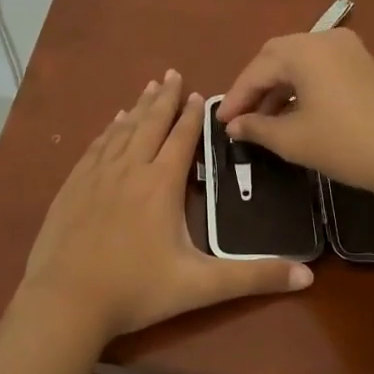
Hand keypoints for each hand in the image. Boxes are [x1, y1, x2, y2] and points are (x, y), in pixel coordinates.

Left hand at [21, 71, 312, 340]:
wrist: (66, 300)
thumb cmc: (136, 290)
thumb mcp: (200, 286)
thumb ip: (253, 278)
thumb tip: (308, 277)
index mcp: (160, 184)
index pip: (181, 139)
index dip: (193, 116)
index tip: (200, 93)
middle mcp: (129, 169)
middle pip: (150, 124)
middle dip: (165, 98)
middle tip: (173, 73)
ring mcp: (96, 175)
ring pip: (122, 130)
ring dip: (139, 107)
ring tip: (149, 87)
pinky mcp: (73, 186)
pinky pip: (96, 147)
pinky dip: (109, 129)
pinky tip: (112, 123)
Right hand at [216, 29, 373, 195]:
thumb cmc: (346, 144)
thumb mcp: (293, 139)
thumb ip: (257, 128)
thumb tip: (234, 126)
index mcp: (303, 50)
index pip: (257, 70)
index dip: (236, 97)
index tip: (221, 122)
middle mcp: (324, 38)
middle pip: (277, 57)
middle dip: (255, 87)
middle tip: (240, 117)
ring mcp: (349, 49)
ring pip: (300, 62)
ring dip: (278, 87)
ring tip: (265, 121)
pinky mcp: (365, 64)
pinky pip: (321, 68)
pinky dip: (302, 86)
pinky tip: (295, 113)